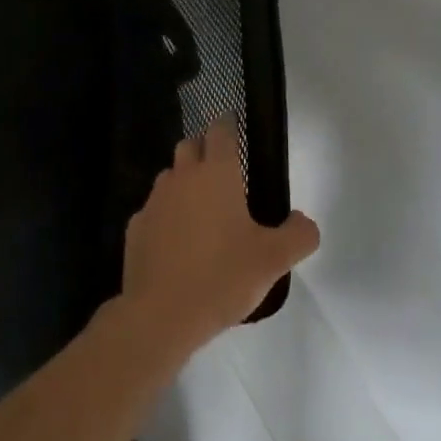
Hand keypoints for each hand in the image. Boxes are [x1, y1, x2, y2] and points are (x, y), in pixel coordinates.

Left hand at [120, 117, 320, 352]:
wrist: (160, 316)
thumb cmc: (222, 277)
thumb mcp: (274, 260)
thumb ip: (299, 235)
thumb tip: (305, 222)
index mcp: (216, 174)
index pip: (220, 131)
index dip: (228, 124)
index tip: (234, 124)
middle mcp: (182, 178)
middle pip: (189, 146)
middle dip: (204, 149)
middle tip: (223, 172)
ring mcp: (154, 202)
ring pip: (169, 177)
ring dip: (184, 183)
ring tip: (201, 210)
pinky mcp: (135, 228)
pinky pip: (153, 211)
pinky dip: (166, 217)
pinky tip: (177, 243)